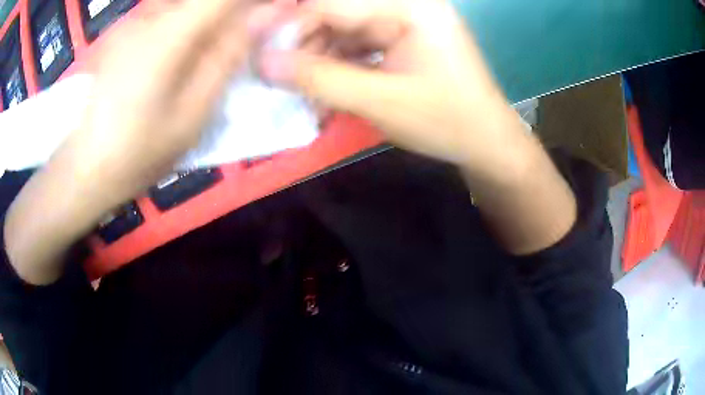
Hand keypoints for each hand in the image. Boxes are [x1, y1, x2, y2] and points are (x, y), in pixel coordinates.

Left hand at [64, 0, 264, 206]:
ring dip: (212, 24)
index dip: (254, 1)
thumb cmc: (139, 152)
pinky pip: (169, 16)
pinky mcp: (125, 33)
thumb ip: (229, 57)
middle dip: (235, 13)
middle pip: (207, 1)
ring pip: (187, 8)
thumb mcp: (193, 114)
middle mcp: (150, 17)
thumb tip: (267, 15)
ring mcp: (134, 23)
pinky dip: (189, 28)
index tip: (276, 12)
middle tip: (248, 39)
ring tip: (212, 57)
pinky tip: (185, 56)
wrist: (84, 169)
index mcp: (169, 34)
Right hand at [257, 0, 576, 254]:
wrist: (486, 143)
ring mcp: (405, 22)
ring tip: (304, 93)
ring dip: (319, 62)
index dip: (286, 20)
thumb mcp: (380, 101)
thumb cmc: (446, 121)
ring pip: (342, 32)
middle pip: (335, 15)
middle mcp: (406, 6)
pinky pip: (358, 45)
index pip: (331, 3)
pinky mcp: (402, 40)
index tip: (253, 42)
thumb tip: (263, 61)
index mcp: (410, 7)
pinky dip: (338, 67)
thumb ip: (319, 77)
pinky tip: (327, 91)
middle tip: (278, 78)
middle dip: (303, 47)